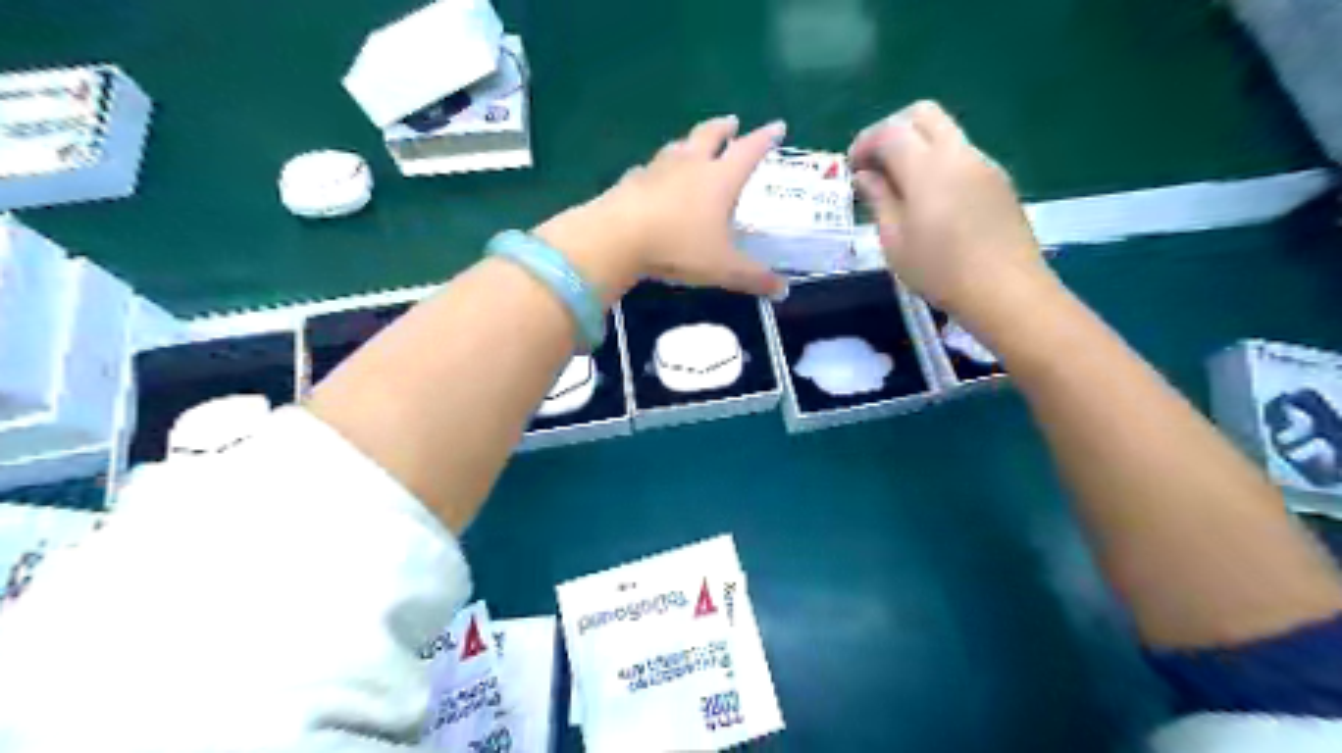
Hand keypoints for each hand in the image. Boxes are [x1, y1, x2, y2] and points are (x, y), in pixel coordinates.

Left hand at [531, 114, 788, 301]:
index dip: (766, 138)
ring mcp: (657, 169)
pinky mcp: (631, 181)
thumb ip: (754, 278)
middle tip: (732, 122)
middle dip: (725, 128)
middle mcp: (691, 164)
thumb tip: (784, 291)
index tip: (778, 126)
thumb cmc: (679, 247)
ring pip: (678, 146)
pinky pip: (648, 169)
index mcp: (720, 179)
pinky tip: (652, 177)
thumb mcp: (723, 268)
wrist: (618, 237)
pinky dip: (656, 170)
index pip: (749, 150)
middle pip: (710, 135)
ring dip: (689, 142)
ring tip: (693, 144)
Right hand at [847, 96, 1047, 320]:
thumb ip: (879, 199)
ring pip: (945, 131)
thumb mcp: (895, 241)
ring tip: (900, 185)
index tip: (852, 167)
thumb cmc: (940, 271)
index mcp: (927, 168)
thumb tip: (865, 175)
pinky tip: (930, 199)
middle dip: (892, 130)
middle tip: (876, 163)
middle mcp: (958, 153)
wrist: (1006, 291)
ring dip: (917, 145)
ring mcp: (983, 163)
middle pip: (923, 113)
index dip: (865, 142)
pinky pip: (961, 153)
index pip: (890, 131)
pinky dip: (937, 161)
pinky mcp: (998, 180)